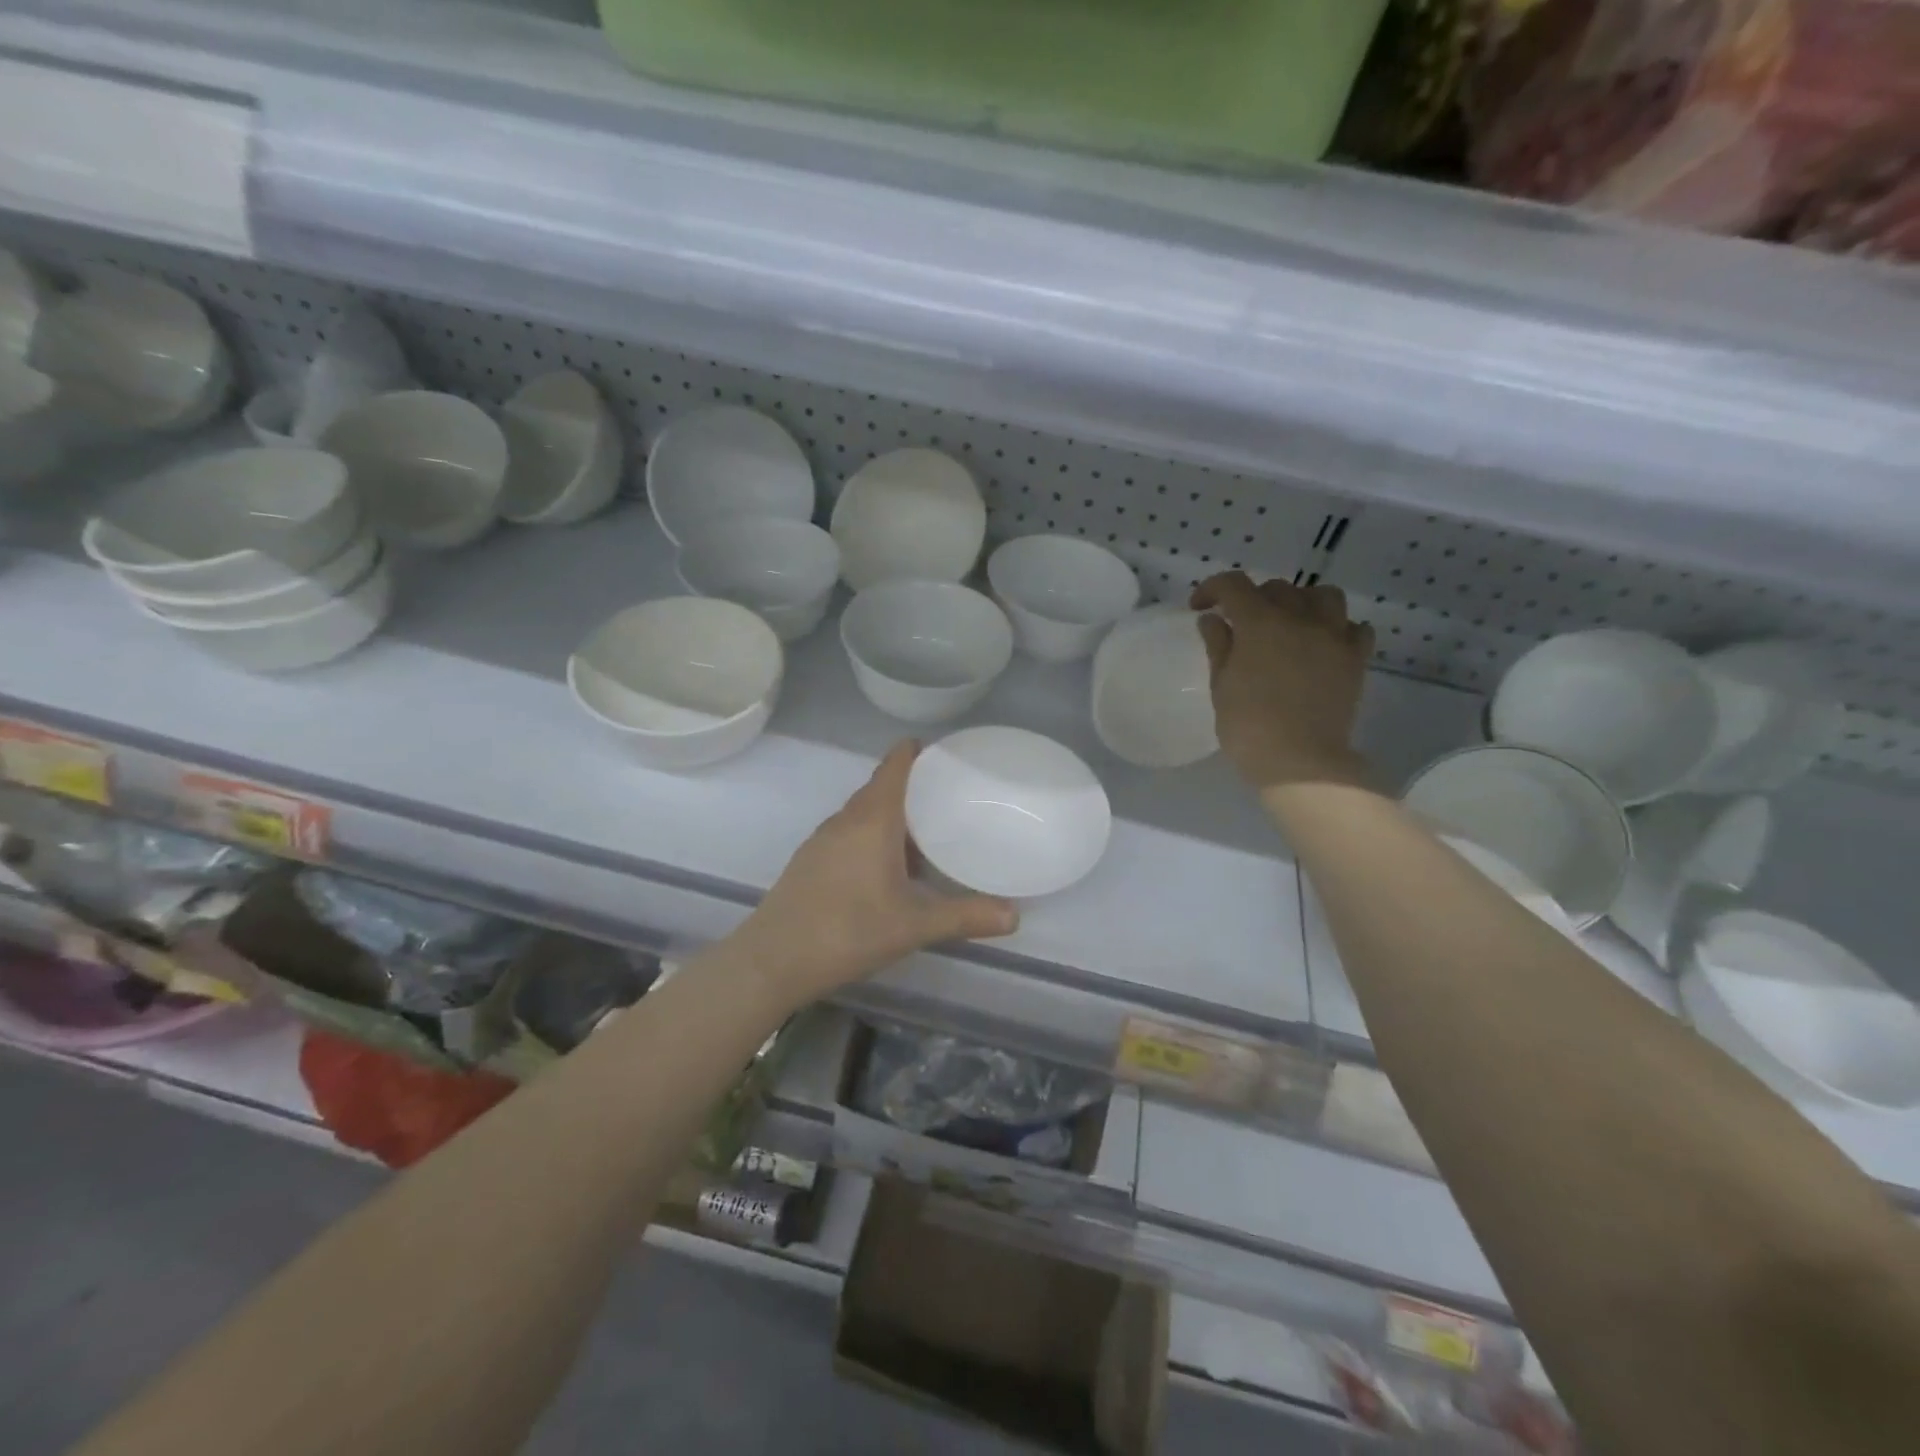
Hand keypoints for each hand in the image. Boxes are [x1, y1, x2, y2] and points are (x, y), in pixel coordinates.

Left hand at [733, 742, 1018, 1006]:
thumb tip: (1015, 917)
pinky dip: (873, 836)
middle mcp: (845, 820)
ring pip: (864, 813)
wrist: (771, 960)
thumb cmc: (848, 930)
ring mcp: (823, 839)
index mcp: (872, 819)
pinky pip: (849, 833)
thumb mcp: (914, 925)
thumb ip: (965, 917)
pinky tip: (888, 869)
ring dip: (893, 815)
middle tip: (951, 796)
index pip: (895, 766)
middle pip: (881, 787)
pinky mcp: (810, 860)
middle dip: (913, 786)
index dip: (917, 751)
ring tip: (927, 832)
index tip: (946, 753)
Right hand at [1190, 572, 1374, 791]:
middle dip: (1254, 598)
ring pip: (1323, 596)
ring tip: (1290, 623)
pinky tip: (1323, 644)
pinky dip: (1338, 628)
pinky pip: (1354, 627)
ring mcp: (1333, 636)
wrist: (1300, 761)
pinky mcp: (1355, 658)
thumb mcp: (1221, 685)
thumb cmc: (1248, 726)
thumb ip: (1219, 646)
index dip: (1212, 588)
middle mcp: (1299, 618)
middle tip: (1241, 623)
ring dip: (1302, 602)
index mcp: (1260, 623)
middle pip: (1277, 588)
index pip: (1233, 585)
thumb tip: (1213, 619)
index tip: (1200, 607)